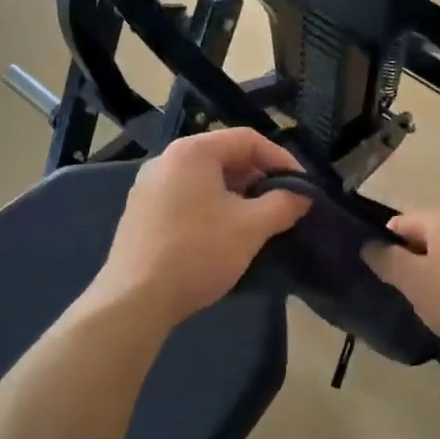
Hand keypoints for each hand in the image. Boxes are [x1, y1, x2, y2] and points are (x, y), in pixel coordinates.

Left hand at [90, 129, 310, 326]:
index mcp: (192, 152)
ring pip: (205, 181)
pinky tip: (224, 235)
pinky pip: (186, 198)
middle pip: (224, 157)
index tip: (303, 186)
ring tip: (259, 221)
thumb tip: (303, 195)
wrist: (136, 299)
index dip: (281, 159)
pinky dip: (212, 208)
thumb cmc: (198, 252)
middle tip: (283, 204)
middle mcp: (166, 160)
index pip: (247, 140)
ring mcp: (148, 187)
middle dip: (259, 178)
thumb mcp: (251, 227)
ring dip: (237, 196)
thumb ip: (283, 204)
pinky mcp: (141, 213)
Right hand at [362, 205, 439, 361]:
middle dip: (414, 262)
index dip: (386, 248)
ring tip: (436, 304)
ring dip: (439, 273)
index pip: (398, 222)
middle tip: (408, 295)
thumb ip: (388, 261)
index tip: (384, 279)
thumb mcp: (415, 283)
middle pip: (426, 235)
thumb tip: (369, 245)